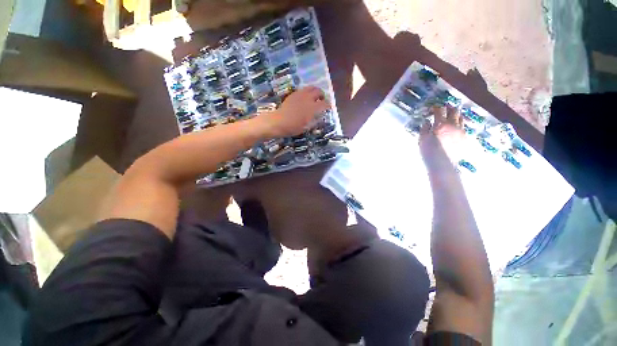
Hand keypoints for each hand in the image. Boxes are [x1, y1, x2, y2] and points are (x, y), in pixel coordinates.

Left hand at [260, 86, 330, 137]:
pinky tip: (304, 98)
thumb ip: (314, 120)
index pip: (325, 104)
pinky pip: (303, 89)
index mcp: (313, 108)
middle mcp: (308, 99)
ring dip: (315, 91)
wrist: (279, 121)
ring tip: (314, 97)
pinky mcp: (293, 94)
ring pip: (311, 88)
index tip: (329, 108)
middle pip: (318, 91)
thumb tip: (319, 117)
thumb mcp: (306, 127)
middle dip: (322, 95)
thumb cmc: (293, 127)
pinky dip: (307, 92)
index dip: (328, 105)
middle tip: (322, 100)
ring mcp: (300, 95)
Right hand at [419, 105, 465, 158]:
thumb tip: (427, 121)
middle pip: (454, 111)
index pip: (440, 110)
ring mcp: (461, 131)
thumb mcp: (422, 139)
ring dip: (455, 115)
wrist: (443, 164)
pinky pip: (463, 127)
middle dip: (448, 108)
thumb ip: (425, 128)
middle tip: (443, 109)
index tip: (432, 109)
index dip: (435, 108)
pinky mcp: (464, 138)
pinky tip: (454, 128)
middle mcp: (453, 125)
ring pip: (461, 118)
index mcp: (441, 124)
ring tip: (450, 117)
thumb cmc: (429, 152)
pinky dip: (458, 124)